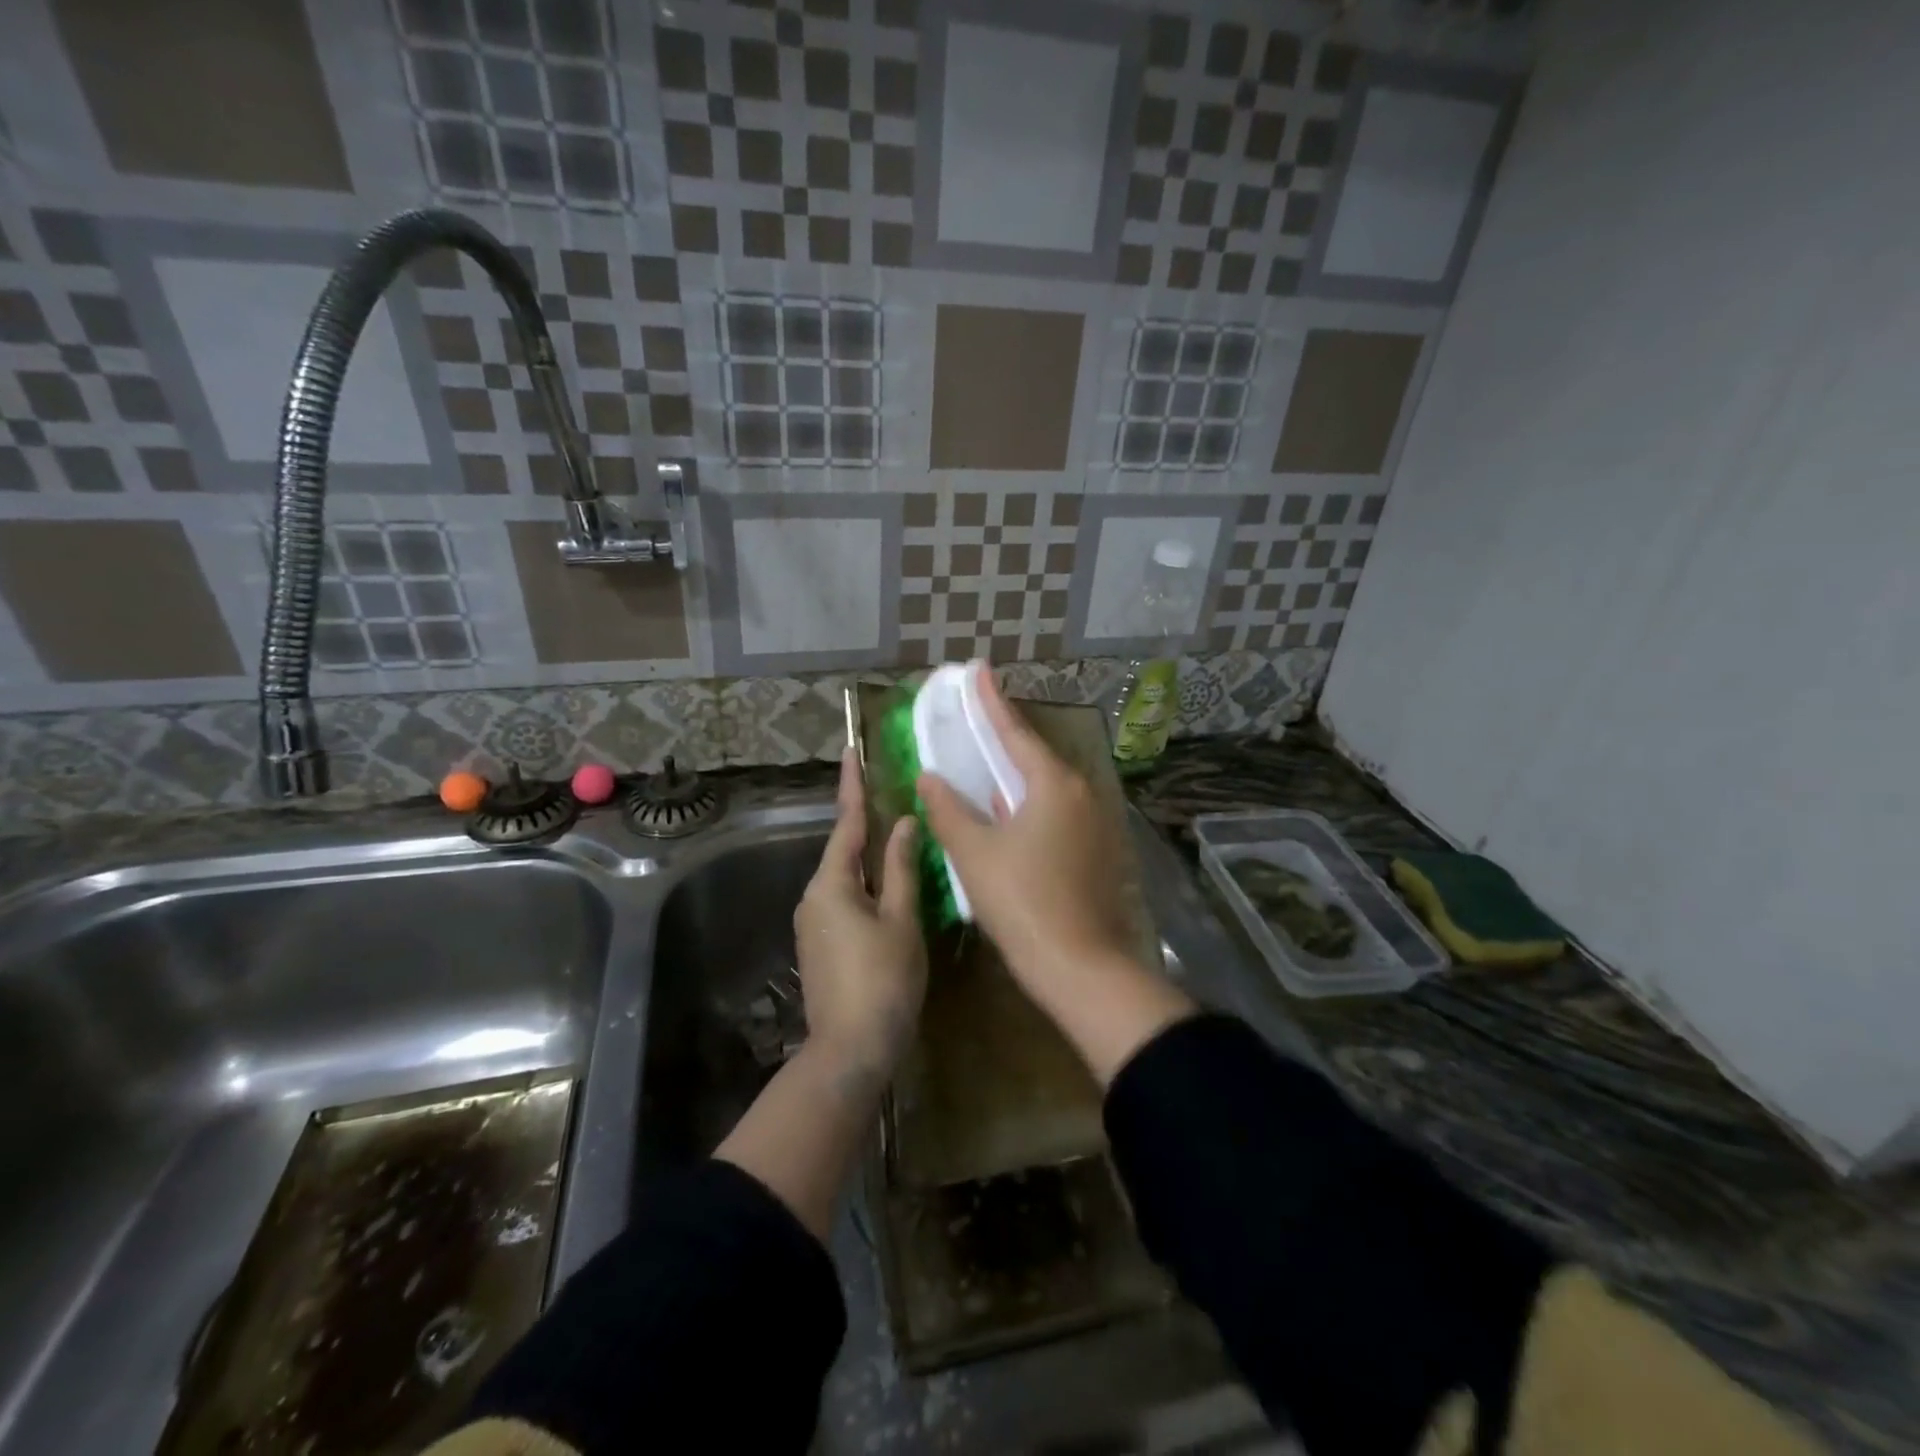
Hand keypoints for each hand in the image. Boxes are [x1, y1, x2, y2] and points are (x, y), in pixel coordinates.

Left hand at [793, 747, 926, 1075]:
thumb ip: (902, 869)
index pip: (846, 823)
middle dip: (865, 823)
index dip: (852, 786)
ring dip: (870, 858)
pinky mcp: (821, 946)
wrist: (851, 1051)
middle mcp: (814, 897)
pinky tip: (891, 888)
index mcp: (831, 884)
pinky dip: (867, 885)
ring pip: (846, 877)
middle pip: (844, 850)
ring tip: (899, 838)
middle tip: (890, 794)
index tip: (851, 751)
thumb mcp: (901, 920)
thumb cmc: (882, 980)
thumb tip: (903, 824)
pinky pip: (845, 900)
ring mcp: (813, 924)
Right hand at [916, 669, 1143, 992]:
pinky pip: (1057, 812)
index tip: (978, 670)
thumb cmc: (1021, 901)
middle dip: (1004, 738)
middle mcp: (1081, 793)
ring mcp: (1094, 823)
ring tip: (986, 765)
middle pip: (1034, 756)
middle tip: (976, 720)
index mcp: (1053, 784)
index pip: (1014, 731)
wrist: (1079, 965)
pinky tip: (1008, 814)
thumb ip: (948, 809)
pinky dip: (1029, 805)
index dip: (990, 701)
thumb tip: (929, 777)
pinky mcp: (1096, 850)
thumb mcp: (974, 853)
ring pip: (1046, 787)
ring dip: (1015, 776)